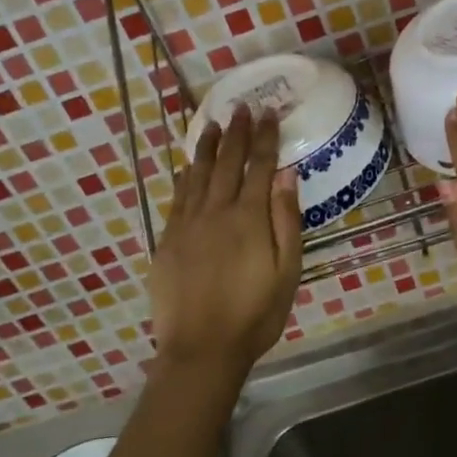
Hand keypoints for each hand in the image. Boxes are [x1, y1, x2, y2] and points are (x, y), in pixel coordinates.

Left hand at [149, 107, 302, 383]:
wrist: (201, 348)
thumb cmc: (254, 315)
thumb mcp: (287, 272)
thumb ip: (286, 220)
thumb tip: (287, 174)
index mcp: (249, 218)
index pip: (258, 166)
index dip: (264, 137)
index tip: (267, 113)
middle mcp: (216, 211)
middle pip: (227, 162)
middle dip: (236, 132)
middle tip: (241, 107)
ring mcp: (188, 224)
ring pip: (198, 174)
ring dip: (207, 146)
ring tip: (212, 123)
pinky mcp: (168, 239)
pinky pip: (178, 196)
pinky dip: (185, 175)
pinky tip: (188, 165)